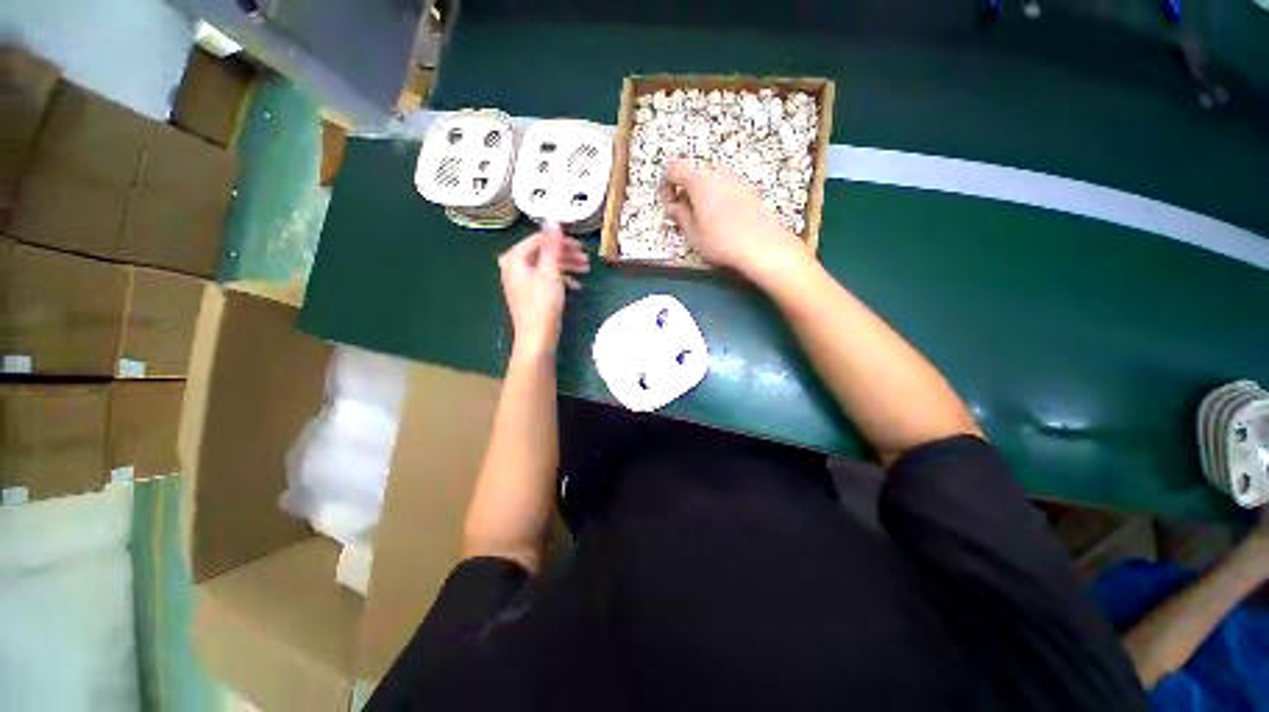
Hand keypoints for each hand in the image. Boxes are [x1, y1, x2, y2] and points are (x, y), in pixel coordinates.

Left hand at [498, 224, 588, 358]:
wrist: (537, 338)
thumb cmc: (542, 304)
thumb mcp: (550, 271)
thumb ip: (552, 246)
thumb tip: (553, 220)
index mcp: (515, 258)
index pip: (539, 239)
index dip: (561, 240)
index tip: (581, 246)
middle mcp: (515, 267)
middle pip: (543, 252)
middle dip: (566, 254)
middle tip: (586, 260)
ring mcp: (522, 281)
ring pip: (547, 266)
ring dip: (567, 266)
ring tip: (586, 270)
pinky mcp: (530, 293)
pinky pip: (546, 279)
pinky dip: (561, 279)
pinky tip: (577, 286)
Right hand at [665, 159, 807, 280]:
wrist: (763, 247)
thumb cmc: (723, 242)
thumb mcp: (693, 234)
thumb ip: (680, 216)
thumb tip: (673, 208)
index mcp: (699, 181)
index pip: (674, 168)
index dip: (666, 185)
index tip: (668, 204)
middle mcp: (718, 174)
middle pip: (693, 173)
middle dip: (684, 191)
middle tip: (683, 215)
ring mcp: (736, 180)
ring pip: (710, 181)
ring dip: (701, 196)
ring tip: (702, 221)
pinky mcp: (748, 191)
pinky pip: (725, 188)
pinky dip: (717, 199)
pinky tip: (720, 222)